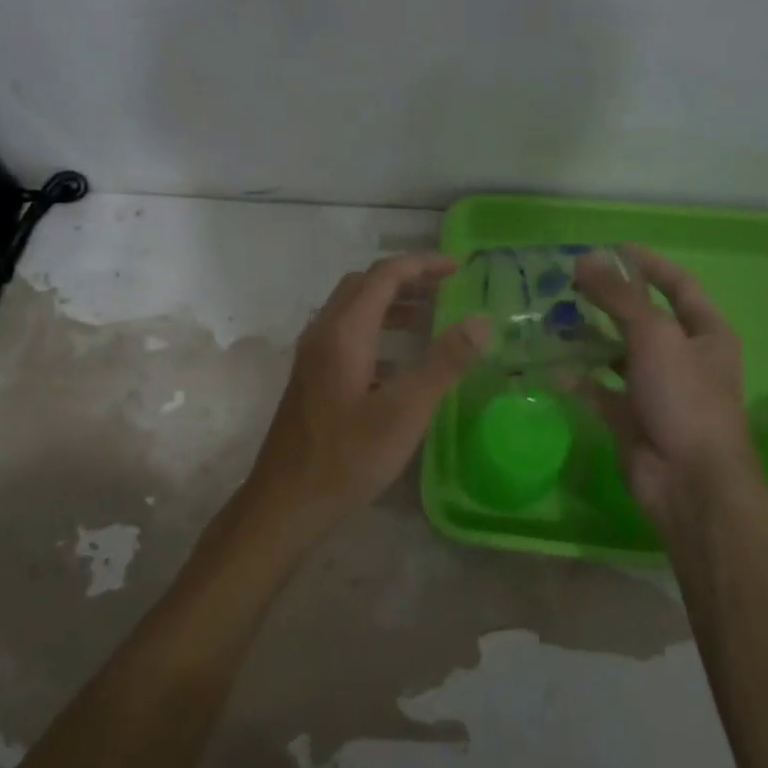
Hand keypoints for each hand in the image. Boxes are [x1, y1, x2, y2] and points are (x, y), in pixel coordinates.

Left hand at [238, 255, 488, 539]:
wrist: (286, 501)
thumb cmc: (347, 456)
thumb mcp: (405, 411)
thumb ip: (443, 362)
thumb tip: (480, 319)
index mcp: (343, 332)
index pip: (384, 275)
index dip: (422, 265)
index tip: (459, 268)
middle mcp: (322, 333)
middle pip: (363, 286)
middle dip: (405, 279)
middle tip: (444, 289)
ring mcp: (311, 357)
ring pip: (351, 311)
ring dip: (389, 305)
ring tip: (428, 318)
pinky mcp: (310, 379)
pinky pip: (344, 336)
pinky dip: (375, 332)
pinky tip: (398, 363)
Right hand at [575, 245, 760, 528]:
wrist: (688, 481)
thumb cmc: (685, 399)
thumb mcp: (655, 336)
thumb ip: (619, 297)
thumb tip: (584, 260)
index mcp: (705, 334)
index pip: (678, 285)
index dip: (647, 264)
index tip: (609, 248)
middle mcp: (682, 357)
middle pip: (641, 318)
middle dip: (607, 300)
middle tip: (567, 283)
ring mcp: (655, 389)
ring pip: (616, 354)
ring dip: (587, 338)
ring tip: (550, 318)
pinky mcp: (629, 417)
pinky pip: (598, 389)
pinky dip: (577, 378)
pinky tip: (549, 364)